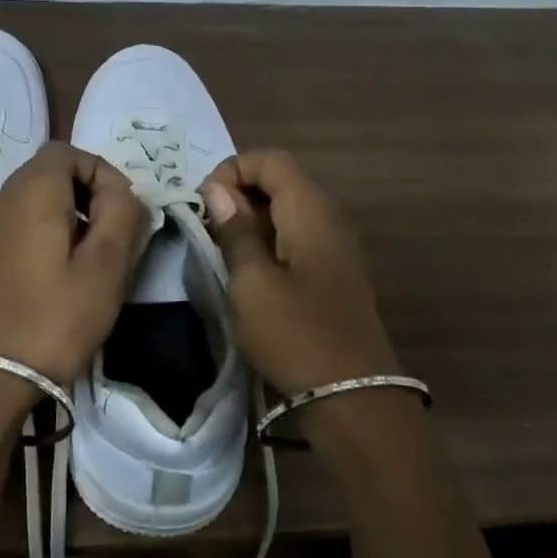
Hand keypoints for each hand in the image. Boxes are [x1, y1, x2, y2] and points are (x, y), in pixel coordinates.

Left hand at [0, 143, 146, 385]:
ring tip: (95, 257)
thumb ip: (122, 215)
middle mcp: (4, 199)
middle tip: (115, 235)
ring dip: (72, 215)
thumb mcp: (105, 266)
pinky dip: (51, 232)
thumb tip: (121, 192)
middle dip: (90, 193)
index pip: (69, 152)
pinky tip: (65, 274)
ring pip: (38, 199)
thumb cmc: (54, 318)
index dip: (103, 172)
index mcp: (32, 192)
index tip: (124, 213)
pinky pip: (24, 223)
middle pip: (52, 171)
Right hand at [201, 150, 402, 410]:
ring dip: (250, 221)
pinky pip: (295, 238)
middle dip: (238, 195)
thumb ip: (235, 232)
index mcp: (311, 211)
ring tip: (220, 250)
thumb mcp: (252, 283)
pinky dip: (267, 242)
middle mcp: (329, 218)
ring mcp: (334, 247)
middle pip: (281, 182)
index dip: (232, 171)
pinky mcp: (332, 274)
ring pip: (286, 212)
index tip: (204, 206)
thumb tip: (219, 191)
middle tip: (206, 229)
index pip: (270, 160)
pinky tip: (248, 272)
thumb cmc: (295, 335)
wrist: (352, 397)